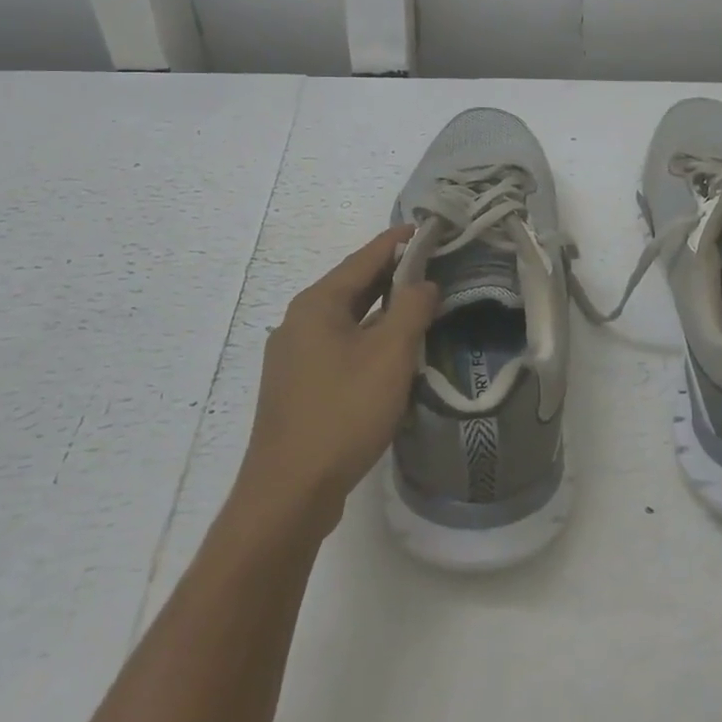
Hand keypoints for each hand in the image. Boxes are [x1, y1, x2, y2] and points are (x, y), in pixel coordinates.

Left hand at [237, 226, 440, 529]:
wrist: (289, 492)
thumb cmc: (343, 412)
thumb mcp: (389, 354)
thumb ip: (411, 309)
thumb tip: (423, 283)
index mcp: (317, 304)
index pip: (363, 258)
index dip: (397, 242)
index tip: (426, 228)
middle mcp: (299, 322)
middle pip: (352, 286)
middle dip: (391, 274)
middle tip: (432, 265)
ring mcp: (294, 357)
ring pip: (346, 319)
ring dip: (381, 309)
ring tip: (418, 304)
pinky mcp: (298, 387)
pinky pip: (339, 347)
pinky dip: (368, 338)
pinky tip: (390, 353)